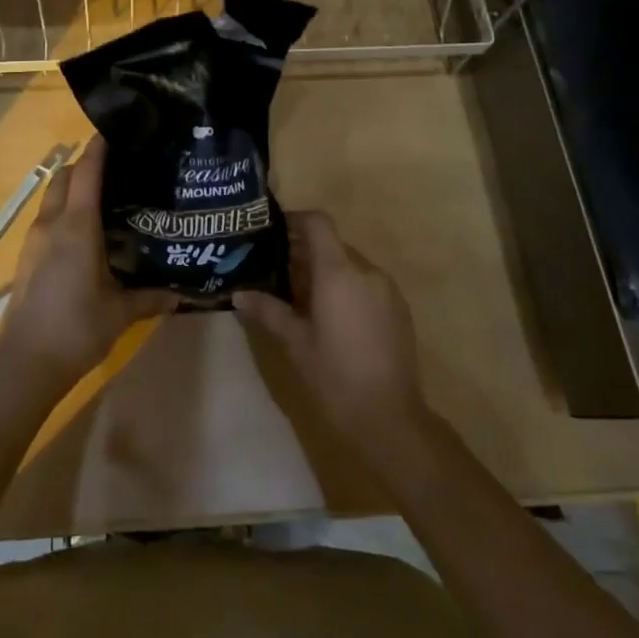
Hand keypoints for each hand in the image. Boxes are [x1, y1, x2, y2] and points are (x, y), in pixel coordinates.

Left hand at [0, 138, 176, 405]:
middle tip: (118, 168)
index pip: (86, 171)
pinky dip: (64, 210)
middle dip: (86, 165)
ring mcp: (34, 239)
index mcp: (77, 226)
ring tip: (106, 197)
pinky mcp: (26, 256)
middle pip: (64, 176)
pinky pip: (47, 218)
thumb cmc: (75, 330)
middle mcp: (52, 223)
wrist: (23, 365)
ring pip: (52, 196)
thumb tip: (182, 294)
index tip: (118, 132)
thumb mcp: (120, 314)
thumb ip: (151, 298)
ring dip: (73, 188)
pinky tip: (86, 232)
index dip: (100, 147)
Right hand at [233, 211, 431, 458]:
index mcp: (339, 272)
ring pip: (351, 266)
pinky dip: (347, 289)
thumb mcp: (296, 342)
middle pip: (333, 245)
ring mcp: (387, 290)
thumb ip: (269, 311)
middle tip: (277, 271)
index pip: (318, 223)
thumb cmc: (335, 375)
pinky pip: (367, 285)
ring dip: (327, 273)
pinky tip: (333, 319)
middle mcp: (366, 271)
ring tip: (302, 299)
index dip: (296, 219)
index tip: (274, 231)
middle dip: (305, 253)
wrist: (390, 417)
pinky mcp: (399, 310)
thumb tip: (238, 294)